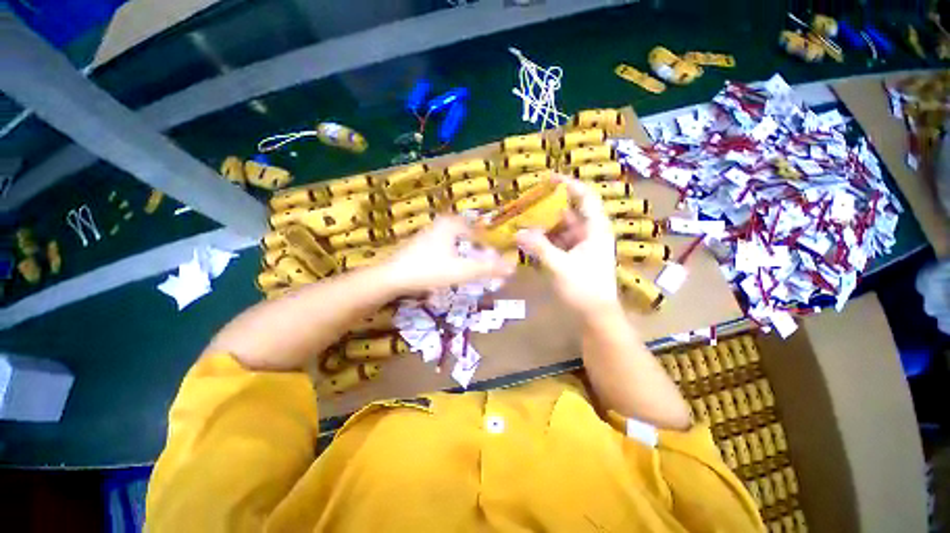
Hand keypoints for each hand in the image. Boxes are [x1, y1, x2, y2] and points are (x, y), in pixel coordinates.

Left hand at [381, 216, 515, 292]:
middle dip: (477, 250)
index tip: (493, 260)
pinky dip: (453, 256)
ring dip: (465, 254)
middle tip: (483, 265)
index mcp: (452, 224)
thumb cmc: (429, 270)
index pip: (480, 231)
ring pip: (456, 242)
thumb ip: (488, 268)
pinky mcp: (421, 244)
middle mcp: (441, 224)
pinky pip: (445, 247)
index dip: (489, 246)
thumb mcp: (462, 270)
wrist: (392, 278)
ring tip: (469, 269)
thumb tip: (513, 267)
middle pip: (468, 236)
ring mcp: (430, 233)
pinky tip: (450, 269)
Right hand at [515, 175, 619, 317]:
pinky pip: (555, 242)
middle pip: (568, 212)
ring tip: (521, 220)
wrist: (595, 317)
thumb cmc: (584, 289)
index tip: (548, 178)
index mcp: (595, 229)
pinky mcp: (572, 257)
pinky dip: (542, 240)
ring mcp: (580, 246)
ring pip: (559, 228)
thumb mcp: (560, 266)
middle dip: (547, 207)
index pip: (585, 197)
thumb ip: (538, 247)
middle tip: (525, 202)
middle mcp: (588, 233)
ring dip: (542, 225)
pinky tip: (527, 240)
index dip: (569, 185)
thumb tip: (517, 232)